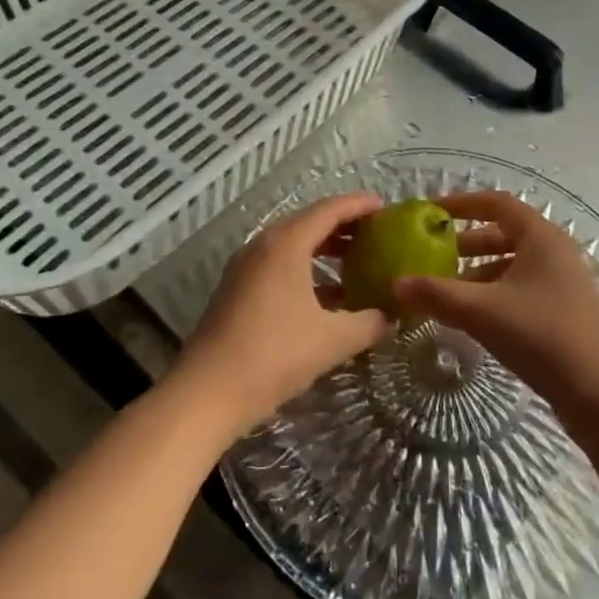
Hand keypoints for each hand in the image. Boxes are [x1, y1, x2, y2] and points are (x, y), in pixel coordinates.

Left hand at [173, 192, 392, 437]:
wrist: (206, 393)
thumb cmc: (274, 355)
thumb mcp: (332, 340)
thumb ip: (368, 323)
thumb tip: (391, 316)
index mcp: (286, 244)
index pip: (329, 209)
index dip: (359, 205)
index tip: (385, 206)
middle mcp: (263, 245)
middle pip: (309, 222)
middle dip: (344, 225)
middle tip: (376, 233)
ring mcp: (246, 267)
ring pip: (292, 244)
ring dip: (324, 249)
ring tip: (357, 261)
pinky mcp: (237, 289)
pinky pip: (279, 265)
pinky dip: (306, 269)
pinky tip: (328, 295)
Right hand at [396, 191, 598, 415]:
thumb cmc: (541, 335)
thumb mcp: (482, 311)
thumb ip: (437, 294)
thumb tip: (395, 283)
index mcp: (540, 236)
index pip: (496, 203)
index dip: (461, 203)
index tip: (431, 212)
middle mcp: (555, 251)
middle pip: (505, 233)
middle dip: (467, 242)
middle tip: (434, 255)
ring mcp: (564, 282)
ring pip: (514, 264)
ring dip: (480, 272)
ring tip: (448, 290)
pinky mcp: (566, 311)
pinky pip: (523, 288)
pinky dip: (496, 293)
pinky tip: (476, 318)